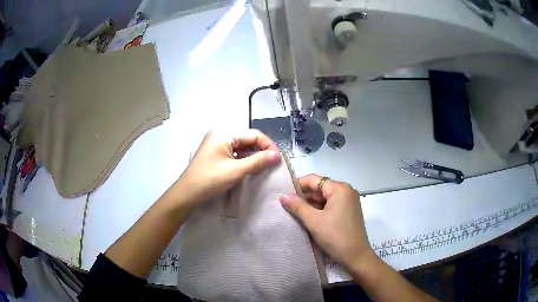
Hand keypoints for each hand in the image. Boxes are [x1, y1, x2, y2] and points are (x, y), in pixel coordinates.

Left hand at [176, 130, 280, 204]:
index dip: (268, 145)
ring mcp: (217, 144)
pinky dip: (244, 160)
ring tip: (264, 167)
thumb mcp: (236, 171)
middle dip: (261, 151)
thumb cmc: (210, 180)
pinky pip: (235, 153)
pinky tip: (251, 168)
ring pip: (242, 147)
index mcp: (224, 133)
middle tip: (273, 165)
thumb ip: (258, 161)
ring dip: (254, 156)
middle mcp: (220, 134)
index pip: (254, 134)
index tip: (278, 159)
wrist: (187, 194)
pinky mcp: (216, 153)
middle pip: (248, 139)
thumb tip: (278, 155)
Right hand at [279, 174, 374, 270]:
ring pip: (325, 198)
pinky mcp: (348, 212)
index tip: (283, 194)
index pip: (314, 180)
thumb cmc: (335, 236)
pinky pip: (331, 205)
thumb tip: (283, 196)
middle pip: (320, 188)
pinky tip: (307, 217)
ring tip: (293, 211)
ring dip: (310, 204)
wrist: (356, 256)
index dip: (297, 185)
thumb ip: (298, 206)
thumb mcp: (314, 221)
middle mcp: (346, 191)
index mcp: (340, 188)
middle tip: (286, 204)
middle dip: (303, 196)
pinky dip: (319, 209)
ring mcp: (349, 202)